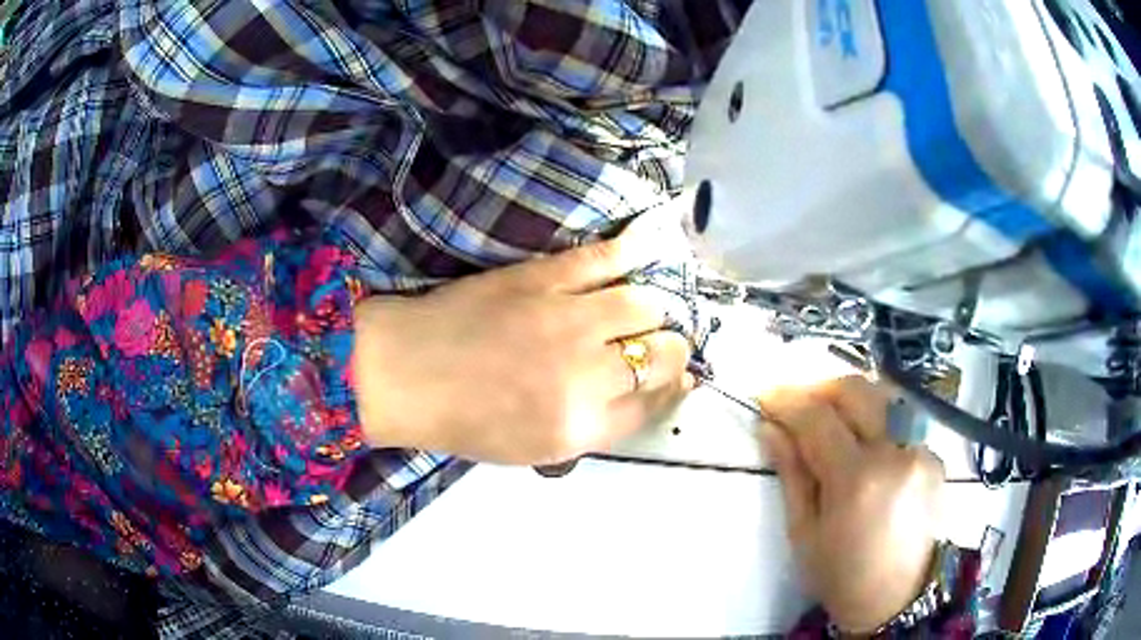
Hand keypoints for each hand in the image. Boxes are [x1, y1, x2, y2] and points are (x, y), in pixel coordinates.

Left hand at [351, 236, 692, 464]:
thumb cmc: (465, 419)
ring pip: (644, 304)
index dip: (672, 388)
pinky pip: (605, 258)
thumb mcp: (537, 448)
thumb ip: (598, 426)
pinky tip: (649, 247)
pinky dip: (634, 250)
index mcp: (579, 427)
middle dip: (672, 350)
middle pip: (661, 354)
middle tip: (660, 345)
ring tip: (640, 310)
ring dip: (652, 309)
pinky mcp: (542, 277)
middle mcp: (584, 375)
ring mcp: (565, 319)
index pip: (654, 403)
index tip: (677, 377)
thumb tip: (650, 392)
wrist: (407, 372)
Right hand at [758, 377, 944, 633]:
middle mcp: (895, 453)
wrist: (897, 598)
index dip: (787, 400)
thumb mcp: (803, 532)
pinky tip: (865, 447)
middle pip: (857, 391)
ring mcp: (922, 451)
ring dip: (850, 400)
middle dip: (820, 388)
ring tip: (829, 419)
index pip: (818, 418)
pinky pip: (901, 422)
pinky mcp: (935, 456)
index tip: (765, 396)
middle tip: (797, 404)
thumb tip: (770, 428)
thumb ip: (791, 473)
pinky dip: (876, 423)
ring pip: (883, 397)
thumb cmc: (840, 574)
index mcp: (856, 480)